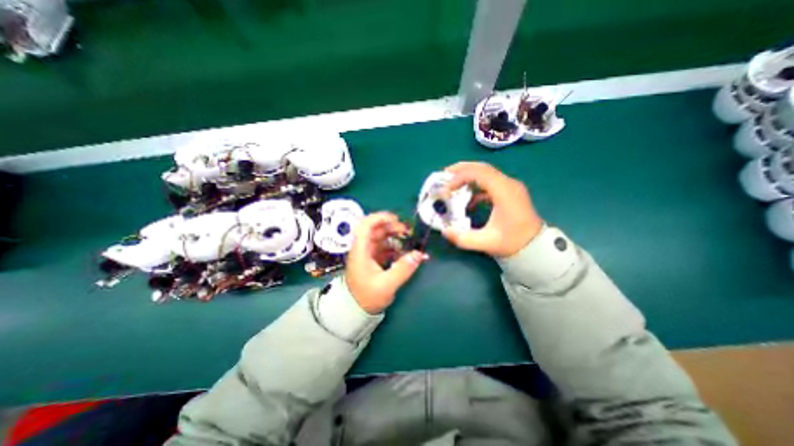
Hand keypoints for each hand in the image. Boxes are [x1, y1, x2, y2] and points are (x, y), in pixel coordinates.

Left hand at [344, 213, 424, 313]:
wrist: (356, 310)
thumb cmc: (367, 297)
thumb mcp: (387, 285)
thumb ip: (403, 269)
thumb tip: (419, 254)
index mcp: (361, 251)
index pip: (365, 226)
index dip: (379, 217)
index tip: (396, 218)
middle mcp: (363, 248)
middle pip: (376, 229)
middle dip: (392, 226)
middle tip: (407, 231)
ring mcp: (368, 253)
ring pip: (381, 237)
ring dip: (395, 235)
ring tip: (408, 239)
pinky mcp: (373, 259)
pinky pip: (385, 247)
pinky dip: (395, 246)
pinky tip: (405, 251)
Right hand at [441, 162, 546, 255]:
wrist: (535, 246)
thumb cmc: (512, 242)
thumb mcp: (486, 243)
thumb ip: (463, 238)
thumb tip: (445, 231)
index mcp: (505, 193)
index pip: (481, 174)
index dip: (461, 177)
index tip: (448, 188)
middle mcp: (509, 184)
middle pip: (483, 168)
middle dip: (462, 169)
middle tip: (444, 174)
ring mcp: (510, 186)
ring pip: (486, 172)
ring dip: (468, 174)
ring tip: (452, 181)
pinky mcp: (509, 191)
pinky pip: (490, 181)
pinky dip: (476, 184)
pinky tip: (467, 196)